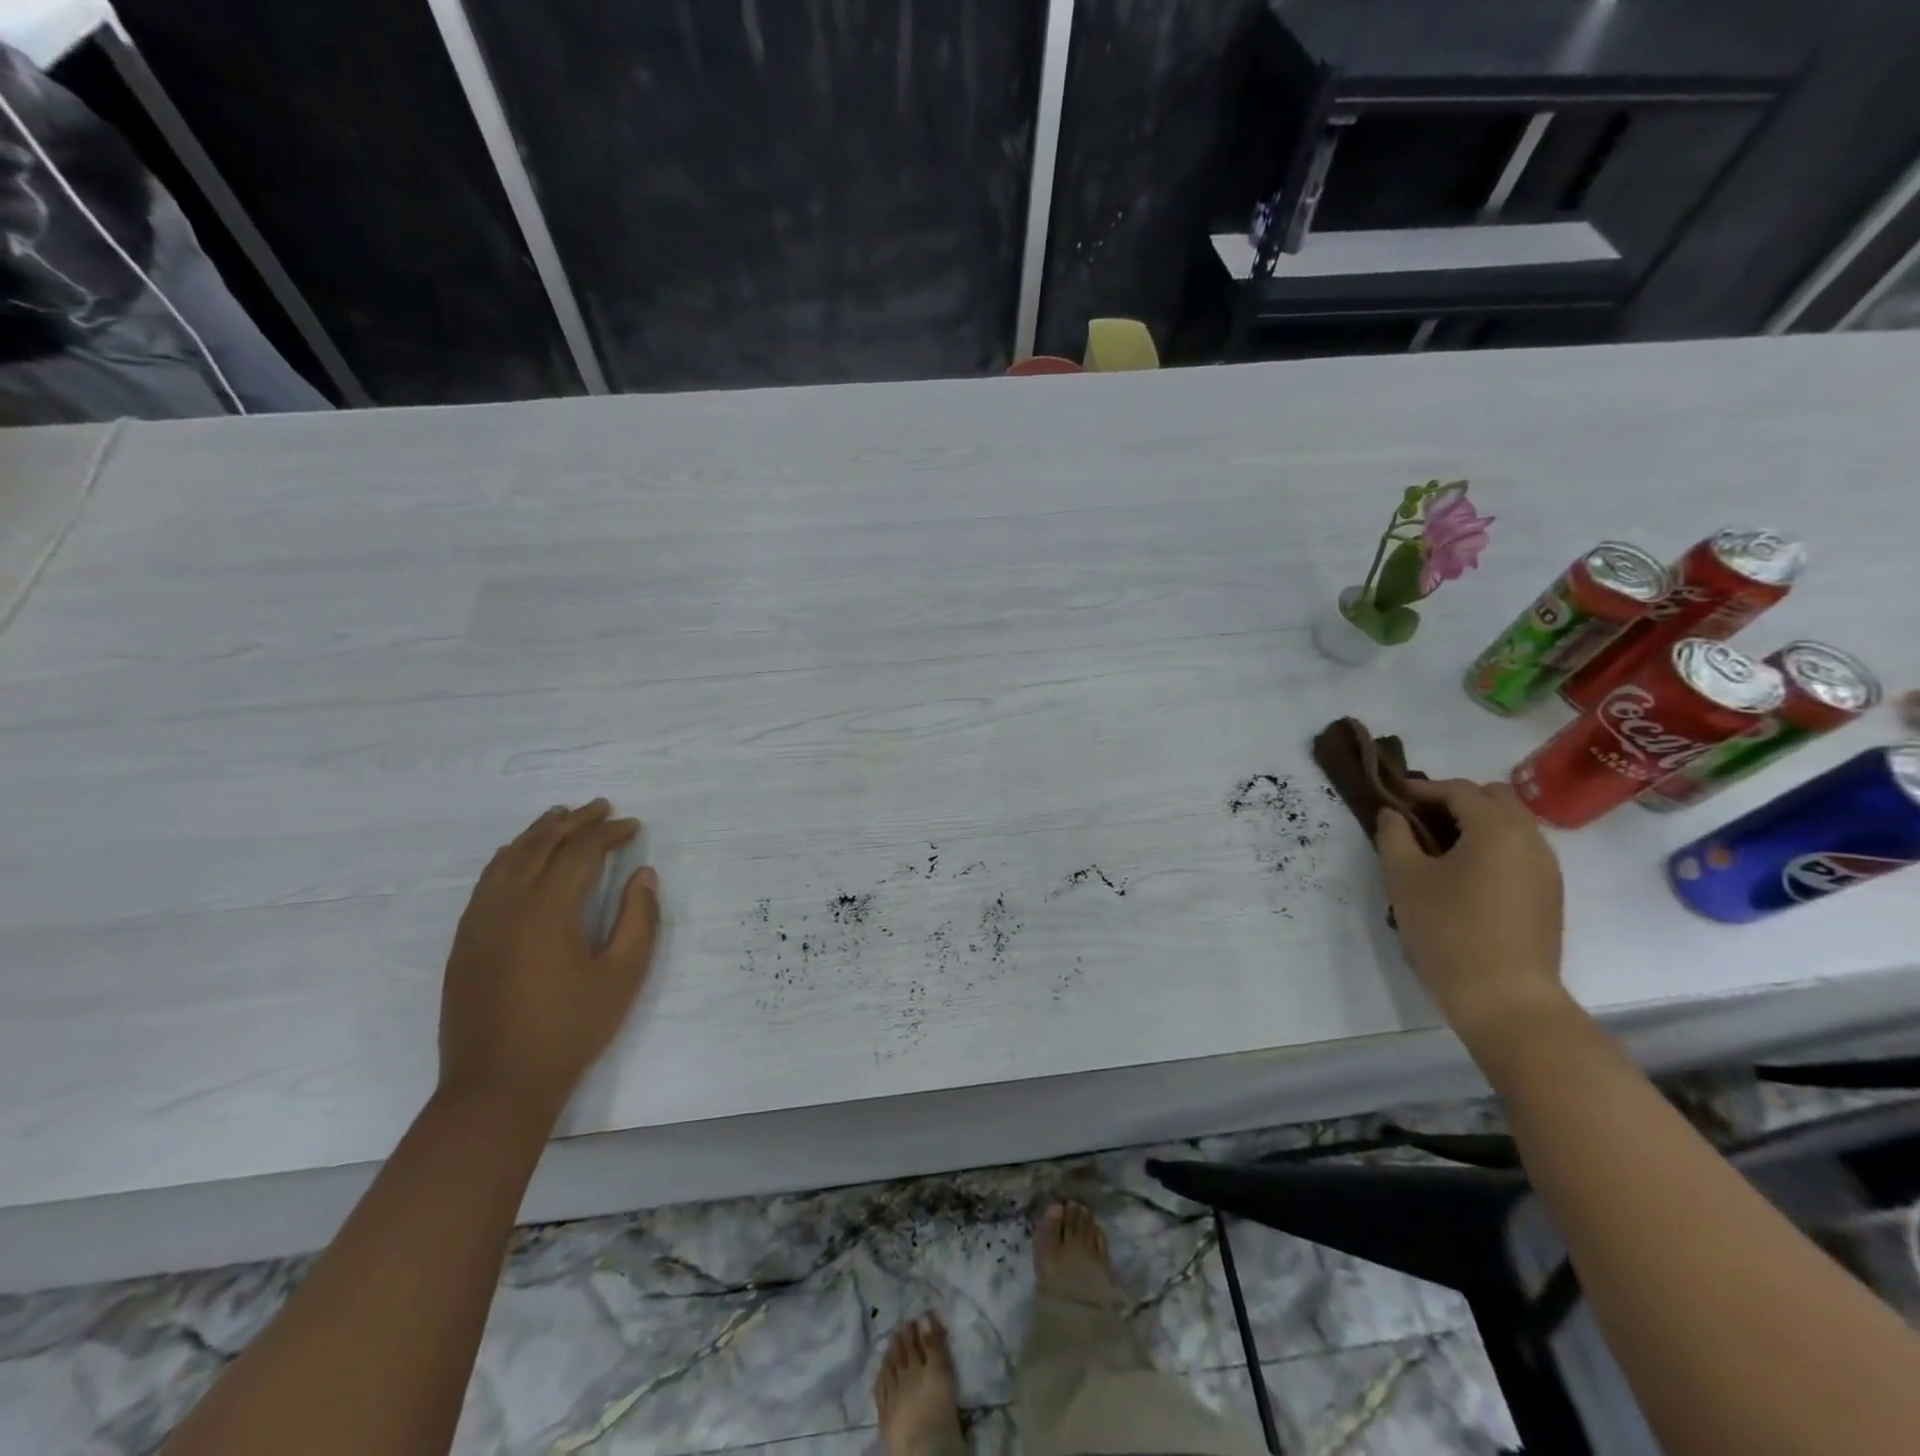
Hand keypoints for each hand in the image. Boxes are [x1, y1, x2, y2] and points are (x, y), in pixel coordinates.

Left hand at [438, 800, 660, 1118]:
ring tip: (560, 816)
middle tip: (602, 807)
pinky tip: (518, 857)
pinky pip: (487, 881)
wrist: (496, 1086)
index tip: (633, 826)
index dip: (609, 833)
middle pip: (540, 845)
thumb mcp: (623, 976)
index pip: (580, 852)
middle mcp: (507, 905)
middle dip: (574, 821)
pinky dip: (509, 857)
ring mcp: (479, 923)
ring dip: (537, 832)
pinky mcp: (465, 942)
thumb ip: (639, 919)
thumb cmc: (570, 1029)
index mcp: (548, 911)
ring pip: (507, 859)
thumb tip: (643, 875)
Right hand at [1376, 779, 1567, 1057]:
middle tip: (1417, 819)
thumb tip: (1392, 814)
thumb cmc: (1448, 930)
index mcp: (1496, 828)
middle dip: (1455, 800)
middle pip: (1494, 799)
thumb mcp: (1404, 878)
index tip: (1391, 799)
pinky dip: (1491, 847)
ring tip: (1436, 847)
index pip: (1459, 789)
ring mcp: (1546, 868)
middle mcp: (1530, 839)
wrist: (1505, 998)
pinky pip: (1519, 851)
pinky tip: (1463, 873)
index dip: (1422, 789)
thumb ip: (1393, 836)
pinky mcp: (1549, 894)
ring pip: (1511, 824)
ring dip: (1475, 823)